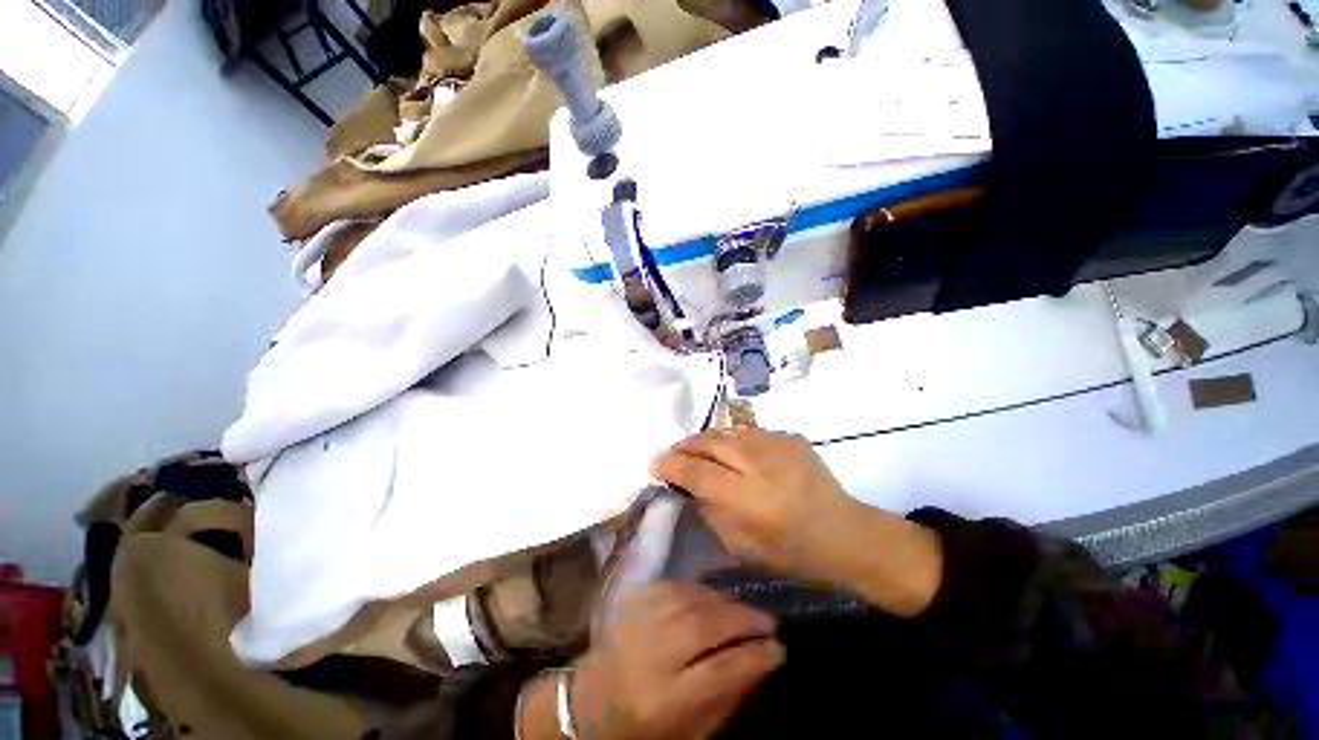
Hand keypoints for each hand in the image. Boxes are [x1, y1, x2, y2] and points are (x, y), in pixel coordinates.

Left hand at [522, 582, 782, 739]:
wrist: (588, 705)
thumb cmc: (643, 730)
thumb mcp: (690, 734)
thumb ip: (727, 698)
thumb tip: (763, 660)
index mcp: (663, 700)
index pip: (719, 671)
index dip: (754, 656)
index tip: (780, 648)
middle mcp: (648, 655)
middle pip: (703, 625)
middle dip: (742, 619)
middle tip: (769, 621)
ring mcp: (636, 621)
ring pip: (689, 599)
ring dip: (723, 600)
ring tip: (746, 608)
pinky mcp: (630, 601)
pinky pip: (672, 586)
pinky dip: (698, 589)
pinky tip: (713, 597)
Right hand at [651, 429, 941, 616]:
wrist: (845, 532)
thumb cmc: (792, 551)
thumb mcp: (741, 546)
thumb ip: (709, 510)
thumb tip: (688, 484)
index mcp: (749, 499)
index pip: (698, 471)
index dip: (671, 465)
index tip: (654, 463)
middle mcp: (761, 463)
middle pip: (710, 442)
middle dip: (685, 446)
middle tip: (673, 454)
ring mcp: (778, 444)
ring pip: (727, 432)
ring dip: (706, 441)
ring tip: (698, 451)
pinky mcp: (790, 435)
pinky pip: (748, 433)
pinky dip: (733, 442)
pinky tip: (734, 454)